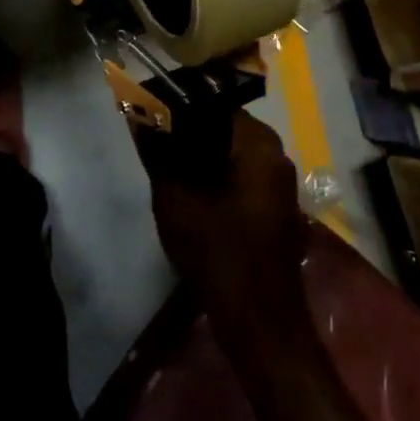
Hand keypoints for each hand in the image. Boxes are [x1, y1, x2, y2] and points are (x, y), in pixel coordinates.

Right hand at [137, 110, 308, 330]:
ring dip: (201, 156)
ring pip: (233, 152)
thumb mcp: (175, 197)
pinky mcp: (277, 206)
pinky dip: (218, 176)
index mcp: (258, 142)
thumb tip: (138, 113)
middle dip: (188, 133)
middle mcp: (277, 153)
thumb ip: (157, 151)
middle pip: (224, 127)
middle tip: (155, 146)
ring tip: (168, 169)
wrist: (259, 317)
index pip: (212, 103)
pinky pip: (243, 175)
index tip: (150, 117)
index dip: (177, 108)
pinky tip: (193, 193)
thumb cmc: (216, 250)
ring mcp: (281, 181)